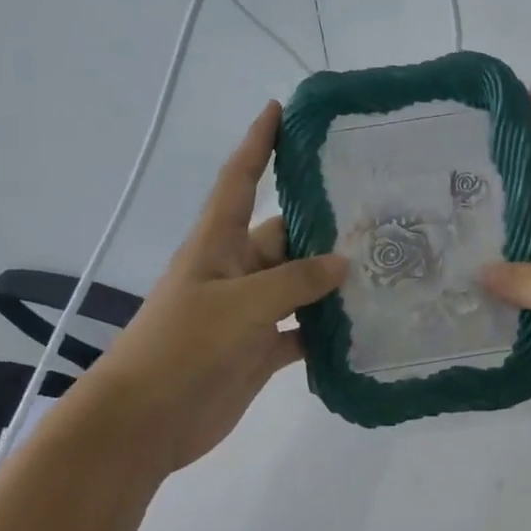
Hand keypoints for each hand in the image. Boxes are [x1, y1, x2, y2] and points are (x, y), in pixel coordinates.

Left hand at [79, 102, 346, 472]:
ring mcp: (248, 312)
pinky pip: (302, 331)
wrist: (146, 422)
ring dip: (332, 280)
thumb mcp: (241, 304)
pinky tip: (364, 325)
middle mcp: (235, 270)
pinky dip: (327, 330)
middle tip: (377, 210)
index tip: (280, 109)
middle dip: (323, 223)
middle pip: (284, 235)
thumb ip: (295, 281)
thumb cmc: (183, 346)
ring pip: (299, 285)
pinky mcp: (259, 349)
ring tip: (384, 264)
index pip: (240, 180)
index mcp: (217, 244)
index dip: (258, 143)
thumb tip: (344, 262)